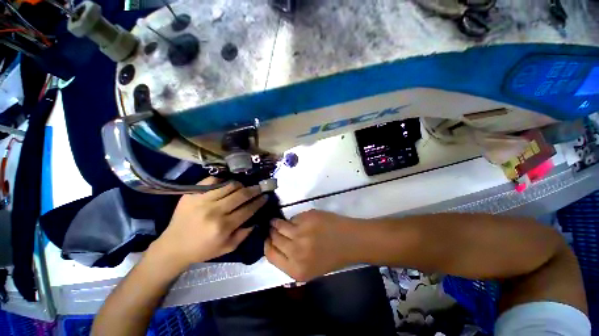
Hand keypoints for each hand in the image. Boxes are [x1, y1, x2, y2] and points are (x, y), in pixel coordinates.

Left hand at [150, 177, 267, 269]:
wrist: (173, 246)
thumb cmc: (202, 249)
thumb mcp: (227, 248)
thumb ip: (244, 234)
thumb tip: (256, 219)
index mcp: (223, 227)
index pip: (248, 209)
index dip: (259, 201)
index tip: (265, 196)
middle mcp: (214, 211)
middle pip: (241, 194)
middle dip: (254, 190)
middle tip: (260, 188)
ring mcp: (202, 200)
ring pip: (229, 185)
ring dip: (241, 185)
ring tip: (244, 187)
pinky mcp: (192, 194)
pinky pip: (213, 180)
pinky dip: (223, 180)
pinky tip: (227, 184)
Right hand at [264, 210, 360, 280]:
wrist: (351, 241)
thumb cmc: (332, 257)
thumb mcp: (309, 269)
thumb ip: (290, 260)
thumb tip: (274, 244)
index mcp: (296, 270)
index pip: (270, 255)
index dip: (267, 244)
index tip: (267, 238)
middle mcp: (296, 252)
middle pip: (273, 238)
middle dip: (271, 232)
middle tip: (272, 227)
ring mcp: (301, 233)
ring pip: (280, 225)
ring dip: (277, 222)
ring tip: (277, 221)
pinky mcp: (307, 218)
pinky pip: (293, 218)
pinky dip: (293, 219)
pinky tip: (298, 221)